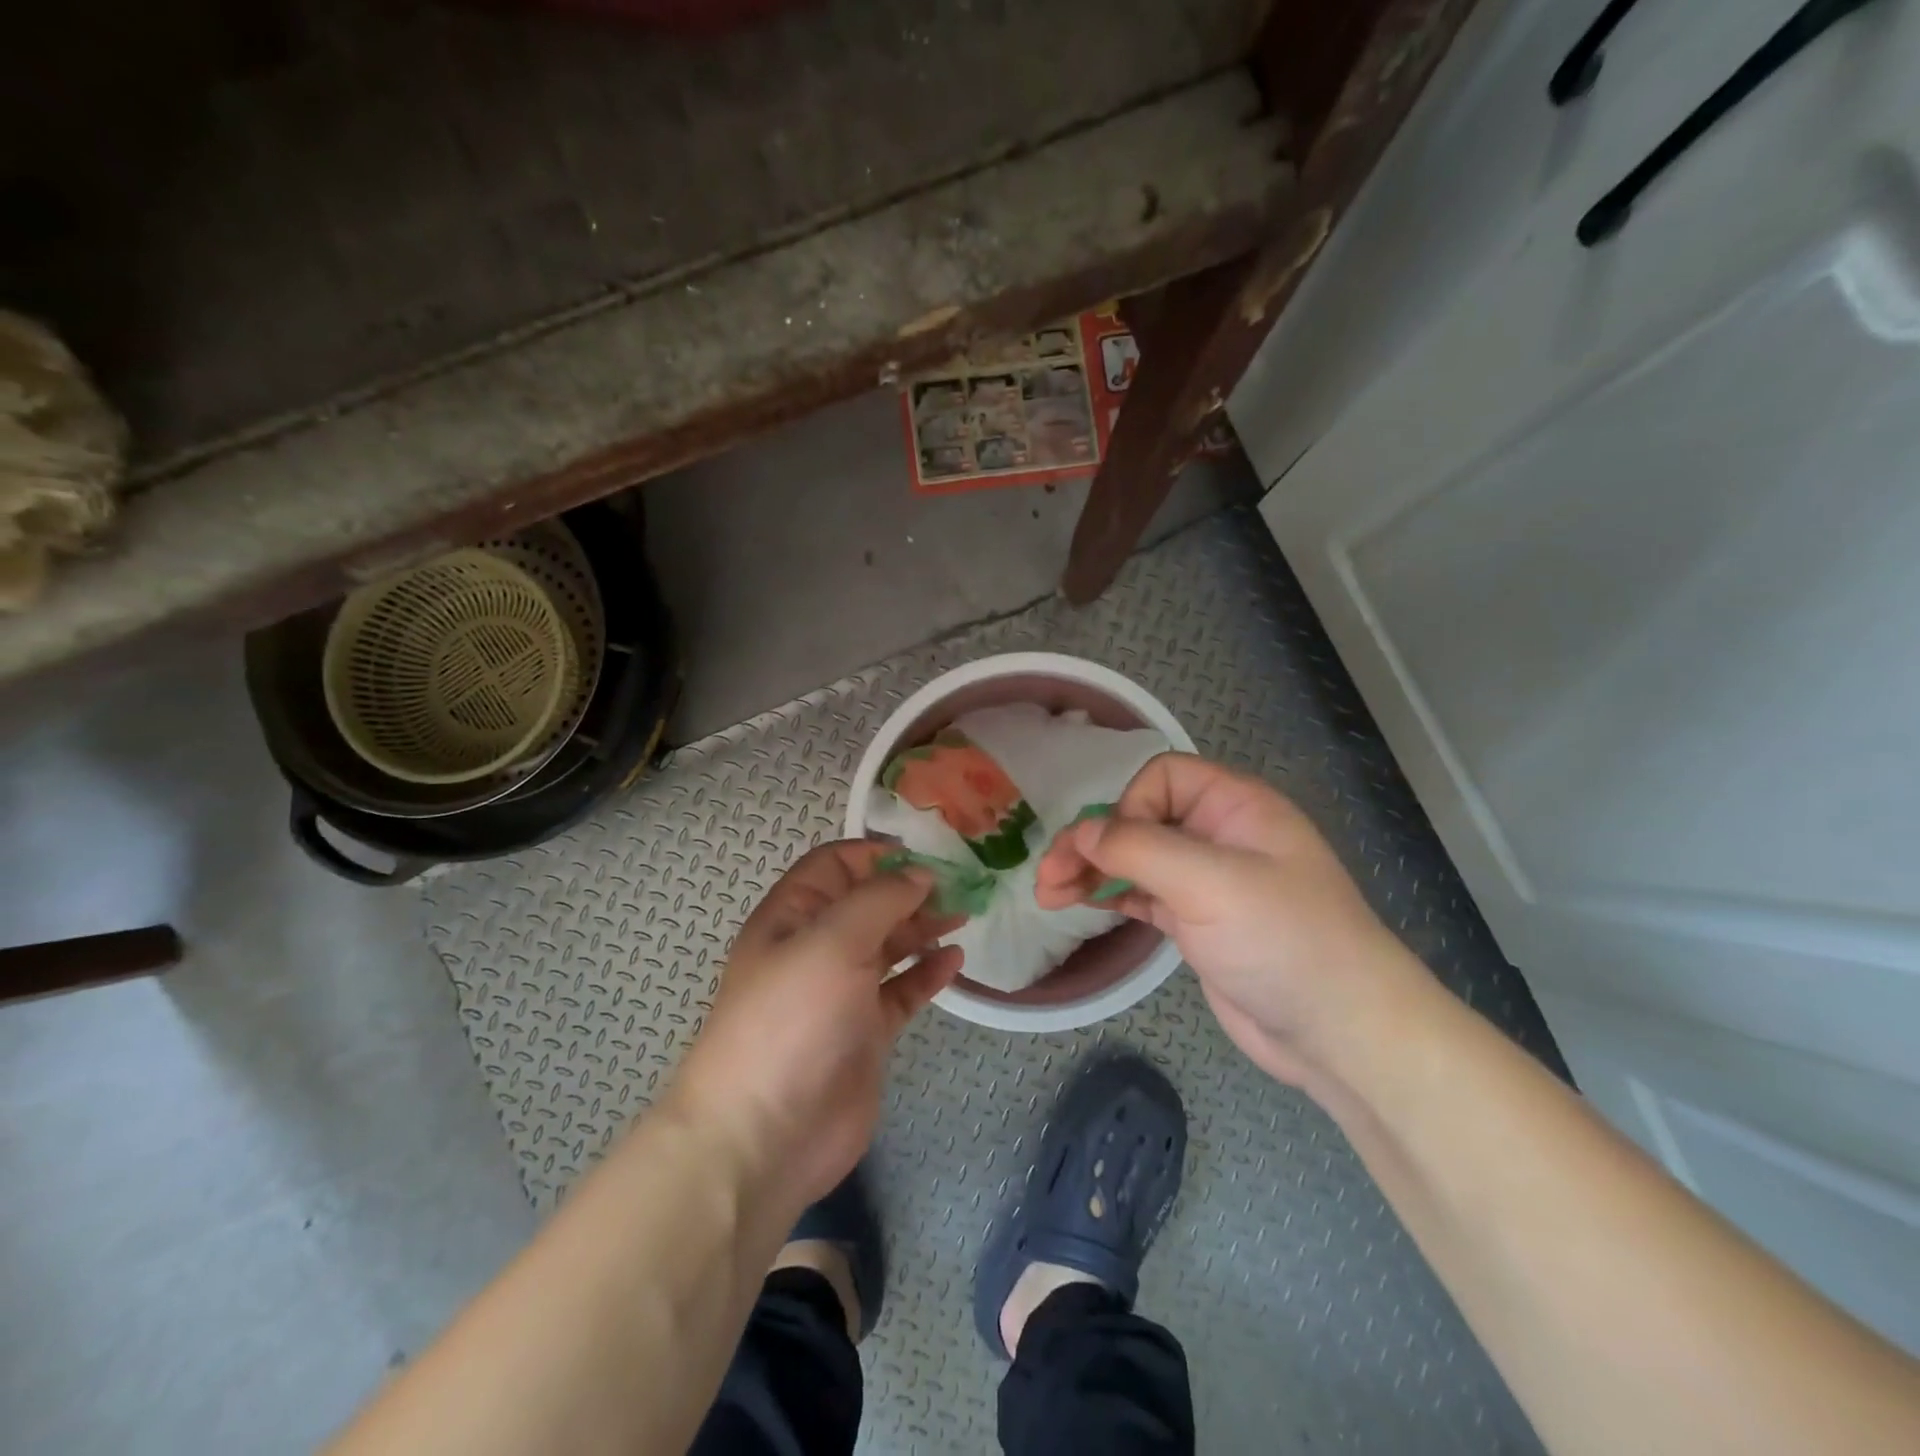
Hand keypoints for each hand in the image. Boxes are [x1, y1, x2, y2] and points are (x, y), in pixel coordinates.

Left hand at [671, 841, 962, 1206]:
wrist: (765, 1134)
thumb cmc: (792, 1019)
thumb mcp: (832, 941)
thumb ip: (880, 899)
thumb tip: (919, 875)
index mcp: (793, 916)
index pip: (835, 864)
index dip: (876, 853)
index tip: (927, 854)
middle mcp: (816, 947)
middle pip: (868, 903)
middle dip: (910, 889)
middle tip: (960, 886)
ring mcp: (841, 992)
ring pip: (888, 945)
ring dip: (923, 927)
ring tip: (963, 915)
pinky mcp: (865, 1032)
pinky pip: (901, 991)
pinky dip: (927, 973)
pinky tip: (955, 961)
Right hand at [1035, 753, 1424, 1085]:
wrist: (1341, 1034)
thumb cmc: (1283, 940)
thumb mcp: (1210, 882)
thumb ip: (1139, 849)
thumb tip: (1081, 832)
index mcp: (1236, 806)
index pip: (1162, 778)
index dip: (1128, 805)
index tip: (1110, 849)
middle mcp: (1220, 835)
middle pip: (1140, 819)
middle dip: (1092, 842)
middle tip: (1048, 875)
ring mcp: (1208, 882)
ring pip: (1136, 860)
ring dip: (1092, 871)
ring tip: (1048, 894)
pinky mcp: (1197, 923)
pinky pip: (1143, 894)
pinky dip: (1111, 896)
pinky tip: (1080, 905)